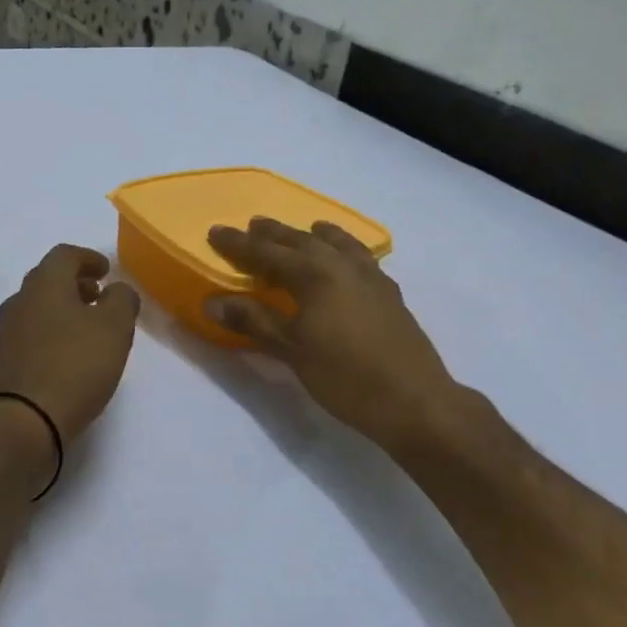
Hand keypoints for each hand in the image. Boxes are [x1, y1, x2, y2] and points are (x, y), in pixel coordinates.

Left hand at [0, 244, 140, 449]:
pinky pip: (32, 334)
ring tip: (89, 328)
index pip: (65, 255)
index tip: (106, 271)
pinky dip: (53, 332)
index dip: (89, 258)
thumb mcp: (114, 327)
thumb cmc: (74, 366)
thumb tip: (117, 291)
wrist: (25, 422)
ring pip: (39, 308)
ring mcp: (7, 333)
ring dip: (64, 309)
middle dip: (75, 283)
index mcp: (44, 284)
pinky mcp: (5, 361)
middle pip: (48, 280)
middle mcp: (20, 301)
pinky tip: (70, 354)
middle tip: (100, 296)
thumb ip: (122, 300)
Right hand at [206, 218, 464, 456]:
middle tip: (252, 225)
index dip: (239, 244)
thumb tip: (212, 302)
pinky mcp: (390, 294)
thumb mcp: (292, 351)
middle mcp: (343, 266)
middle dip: (274, 234)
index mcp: (315, 276)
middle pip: (302, 242)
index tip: (215, 232)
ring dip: (314, 235)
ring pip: (338, 244)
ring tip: (306, 228)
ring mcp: (371, 278)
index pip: (267, 253)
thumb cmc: (346, 377)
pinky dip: (346, 249)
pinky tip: (347, 259)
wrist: (415, 401)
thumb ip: (253, 321)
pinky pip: (362, 257)